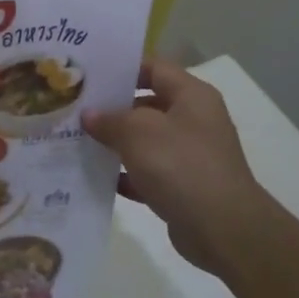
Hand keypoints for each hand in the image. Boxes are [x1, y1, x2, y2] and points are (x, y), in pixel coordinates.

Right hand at [82, 59, 267, 272]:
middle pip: (147, 105)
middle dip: (112, 108)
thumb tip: (89, 115)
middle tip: (75, 108)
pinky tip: (97, 177)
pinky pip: (148, 173)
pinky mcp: (183, 187)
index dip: (122, 68)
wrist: (223, 229)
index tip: (89, 75)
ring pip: (145, 141)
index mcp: (192, 96)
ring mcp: (190, 155)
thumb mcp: (138, 133)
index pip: (154, 68)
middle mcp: (194, 120)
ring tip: (77, 140)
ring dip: (116, 143)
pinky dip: (126, 174)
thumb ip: (110, 120)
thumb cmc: (181, 165)